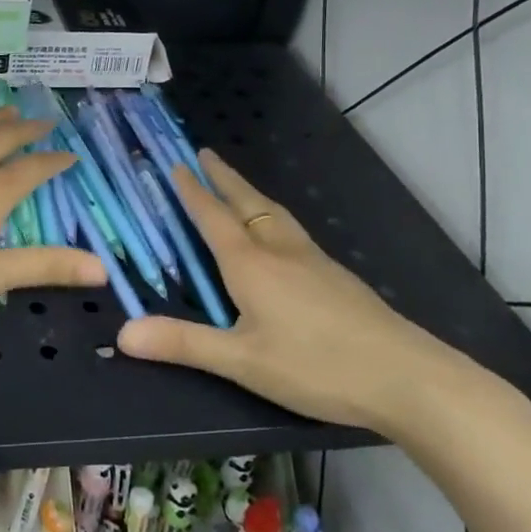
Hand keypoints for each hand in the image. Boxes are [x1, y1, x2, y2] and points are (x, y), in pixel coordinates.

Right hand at [116, 149, 478, 432]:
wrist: (408, 378)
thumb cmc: (316, 366)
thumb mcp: (241, 361)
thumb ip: (183, 343)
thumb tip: (122, 334)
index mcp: (251, 264)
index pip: (213, 216)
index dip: (192, 191)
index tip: (175, 164)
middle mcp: (280, 251)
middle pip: (247, 203)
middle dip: (222, 178)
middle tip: (204, 153)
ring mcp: (314, 261)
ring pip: (274, 214)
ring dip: (249, 193)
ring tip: (237, 186)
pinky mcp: (337, 277)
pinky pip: (292, 231)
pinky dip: (272, 216)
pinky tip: (279, 236)